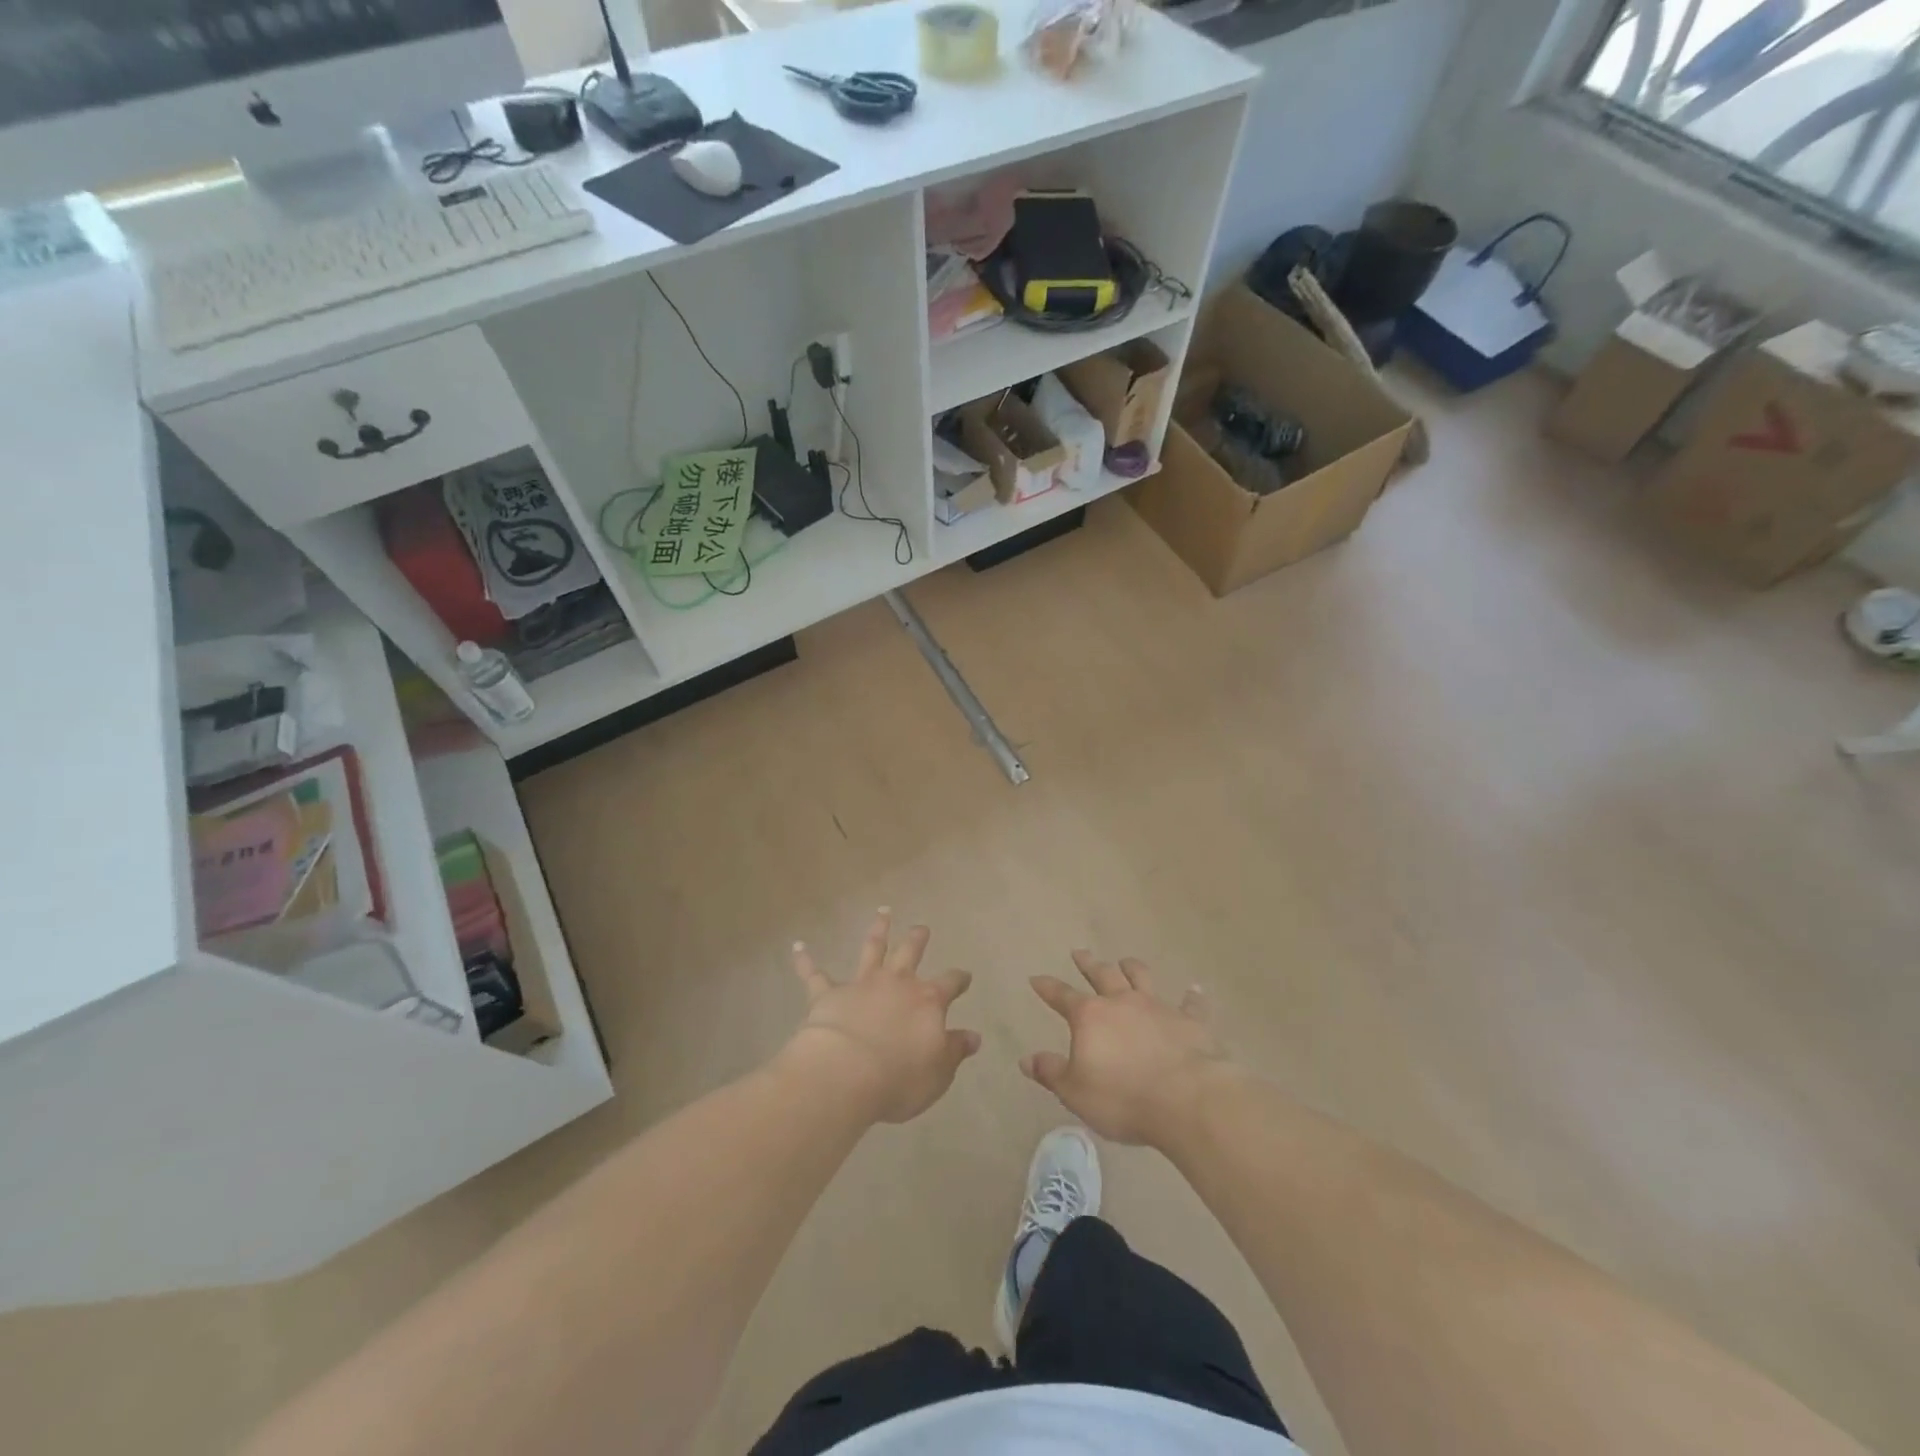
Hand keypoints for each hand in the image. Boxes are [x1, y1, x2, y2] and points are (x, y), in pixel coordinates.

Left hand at [778, 910, 980, 1123]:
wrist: (845, 1075)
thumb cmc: (899, 1078)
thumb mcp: (938, 1071)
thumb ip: (954, 1050)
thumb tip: (973, 1036)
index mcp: (927, 1001)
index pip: (949, 984)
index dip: (959, 980)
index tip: (964, 977)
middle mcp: (896, 984)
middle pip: (910, 952)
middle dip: (917, 938)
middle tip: (921, 927)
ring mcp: (861, 984)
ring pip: (871, 949)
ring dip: (878, 929)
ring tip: (883, 912)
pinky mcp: (827, 994)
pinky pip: (814, 973)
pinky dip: (805, 960)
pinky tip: (798, 946)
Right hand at [1022, 950, 1233, 1146]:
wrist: (1187, 1100)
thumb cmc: (1122, 1098)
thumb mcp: (1075, 1092)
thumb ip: (1051, 1072)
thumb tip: (1026, 1059)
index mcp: (1090, 1016)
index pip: (1062, 996)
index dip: (1047, 987)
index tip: (1036, 978)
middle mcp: (1122, 1002)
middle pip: (1102, 975)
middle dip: (1088, 964)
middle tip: (1080, 952)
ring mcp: (1157, 1007)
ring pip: (1141, 977)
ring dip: (1132, 967)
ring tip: (1126, 961)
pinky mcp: (1190, 1021)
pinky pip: (1191, 1004)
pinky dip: (1191, 996)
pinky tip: (1194, 990)